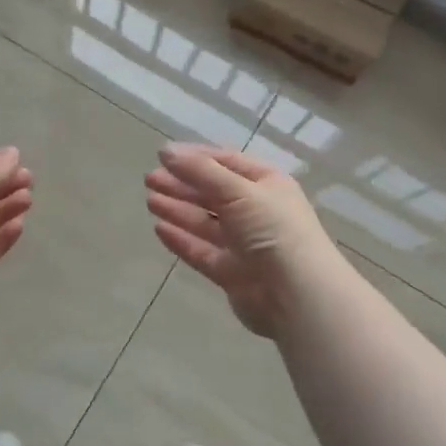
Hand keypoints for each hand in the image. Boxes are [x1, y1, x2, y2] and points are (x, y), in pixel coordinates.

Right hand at [145, 144, 340, 337]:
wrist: (296, 294)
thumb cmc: (272, 230)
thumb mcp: (239, 191)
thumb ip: (200, 171)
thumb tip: (166, 152)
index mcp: (267, 185)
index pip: (227, 163)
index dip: (196, 158)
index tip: (163, 156)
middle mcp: (257, 212)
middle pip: (213, 193)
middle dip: (182, 185)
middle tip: (149, 179)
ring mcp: (244, 245)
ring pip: (205, 223)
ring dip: (178, 209)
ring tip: (150, 200)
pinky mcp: (231, 273)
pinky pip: (202, 252)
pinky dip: (181, 239)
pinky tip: (159, 229)